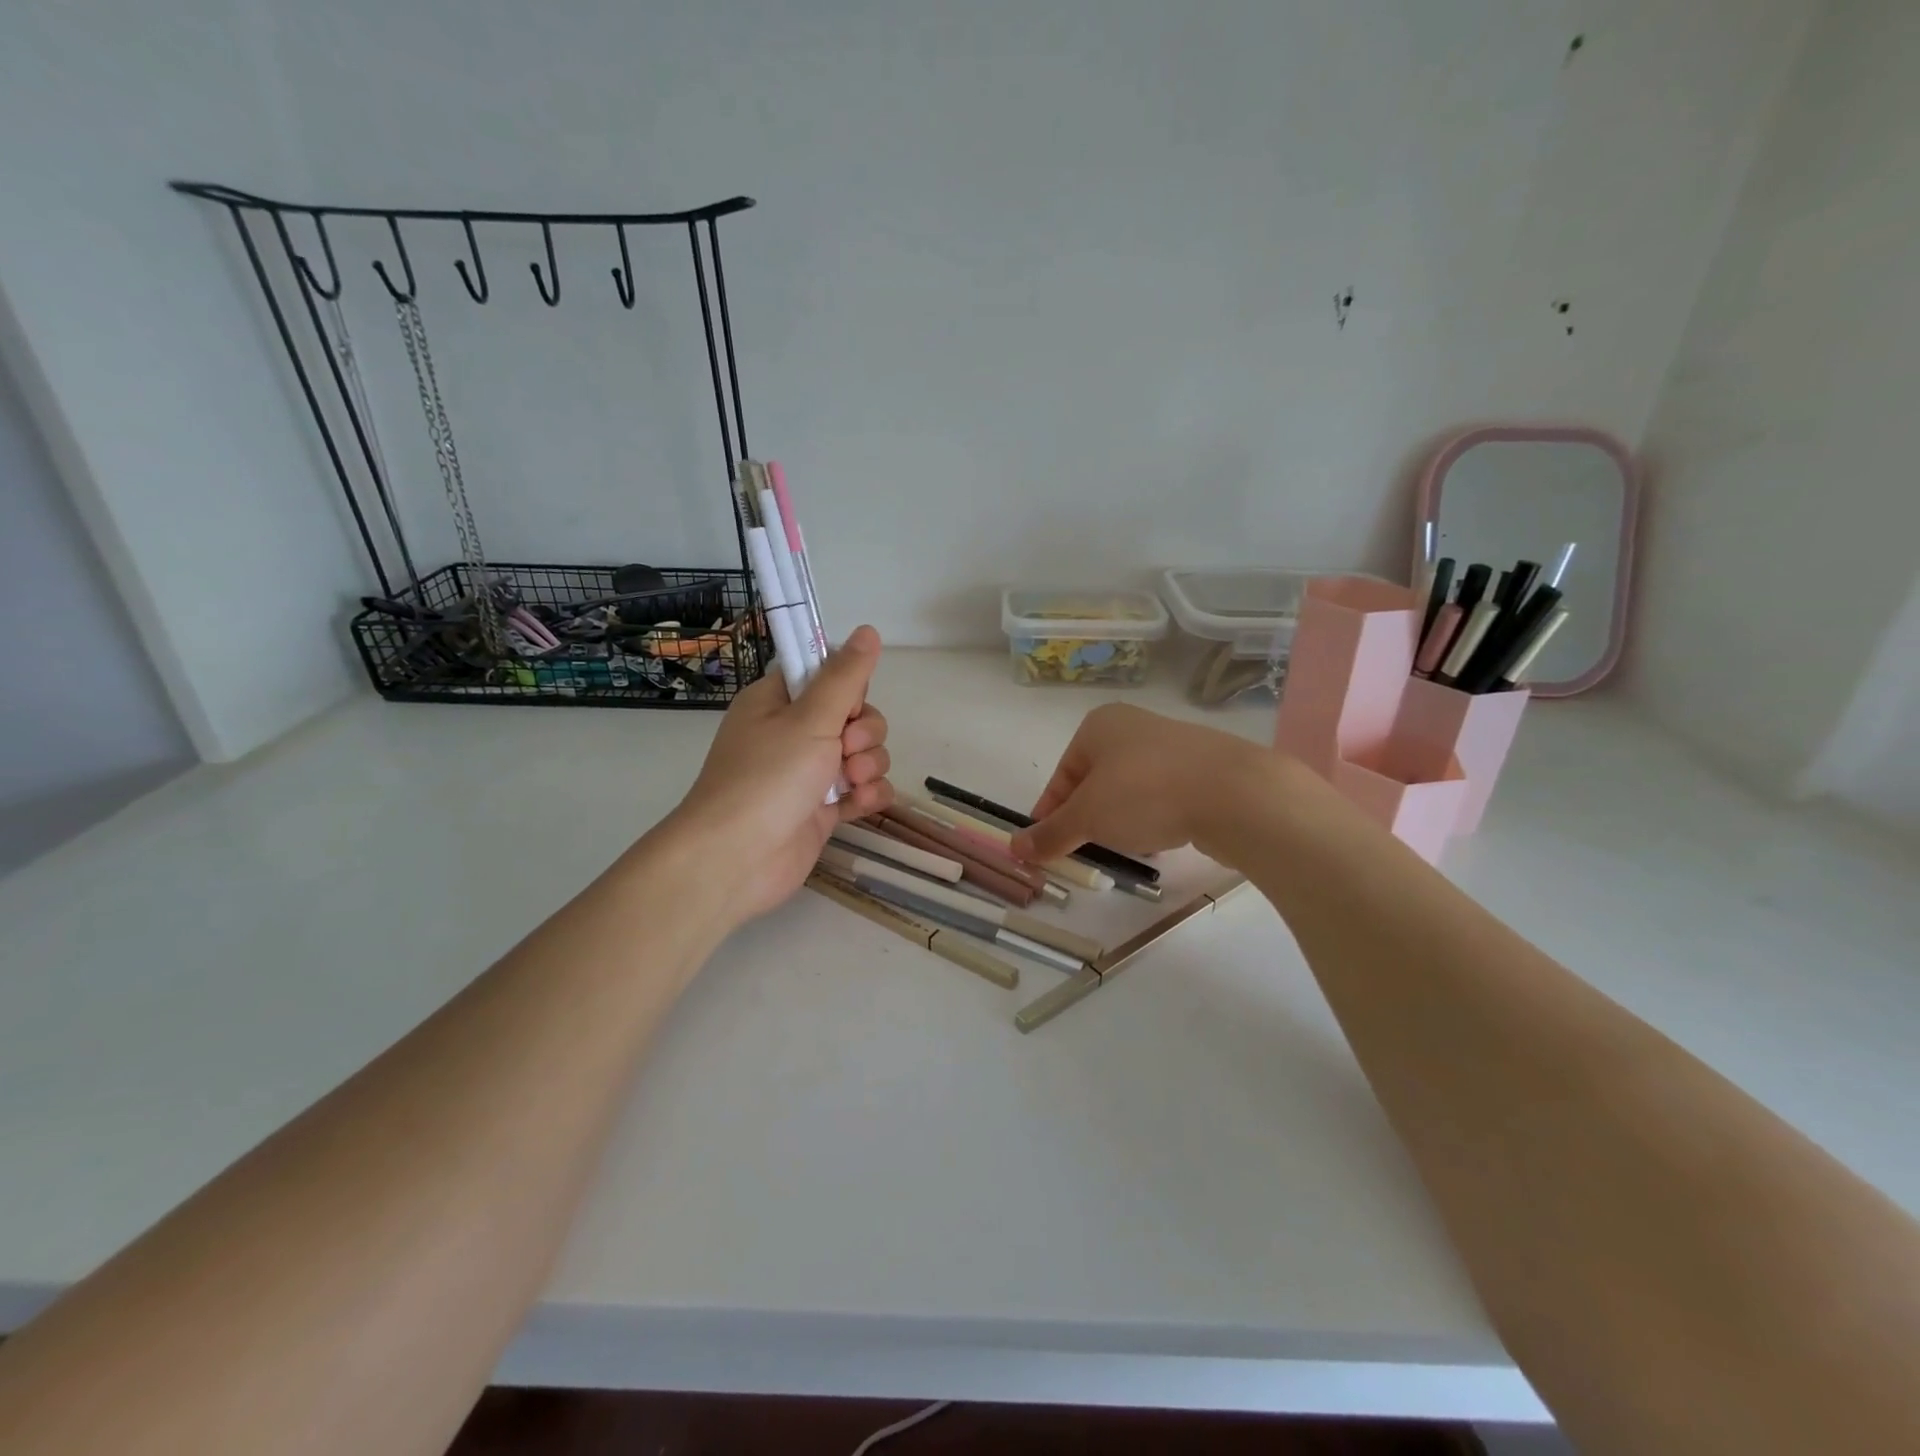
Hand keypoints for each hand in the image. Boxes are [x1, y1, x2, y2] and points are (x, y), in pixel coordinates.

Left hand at [667, 626, 893, 923]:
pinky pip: (862, 789)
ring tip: (852, 783)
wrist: (736, 859)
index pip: (826, 675)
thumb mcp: (810, 718)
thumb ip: (845, 677)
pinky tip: (860, 804)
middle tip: (846, 749)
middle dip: (864, 732)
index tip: (847, 703)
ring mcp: (809, 773)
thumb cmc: (767, 778)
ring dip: (869, 765)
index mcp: (778, 702)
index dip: (847, 687)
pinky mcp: (823, 808)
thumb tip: (869, 630)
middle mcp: (793, 733)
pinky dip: (867, 795)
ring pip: (863, 753)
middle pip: (854, 716)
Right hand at [1011, 703, 1271, 863]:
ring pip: (1131, 789)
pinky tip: (1162, 838)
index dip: (1051, 811)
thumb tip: (1014, 848)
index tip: (1046, 844)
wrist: (1235, 793)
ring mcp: (1173, 746)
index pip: (1062, 774)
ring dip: (1121, 819)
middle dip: (1088, 817)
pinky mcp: (1205, 769)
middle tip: (1084, 849)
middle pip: (1096, 781)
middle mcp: (1134, 727)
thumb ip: (1050, 833)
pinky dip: (1156, 817)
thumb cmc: (1144, 793)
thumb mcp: (1086, 818)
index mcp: (1099, 725)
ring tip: (1126, 846)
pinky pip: (1165, 796)